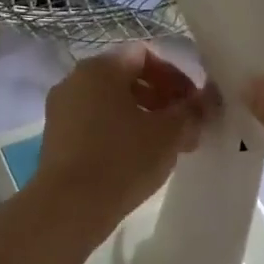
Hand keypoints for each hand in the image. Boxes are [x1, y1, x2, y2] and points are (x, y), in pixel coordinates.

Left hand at [31, 44, 209, 238]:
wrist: (68, 208)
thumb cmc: (123, 160)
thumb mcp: (169, 133)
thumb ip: (192, 110)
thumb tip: (207, 99)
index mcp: (100, 68)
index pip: (145, 54)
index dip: (175, 75)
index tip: (193, 103)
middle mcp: (75, 80)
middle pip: (127, 77)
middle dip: (161, 98)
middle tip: (184, 126)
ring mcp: (61, 109)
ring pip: (111, 102)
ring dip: (143, 116)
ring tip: (166, 146)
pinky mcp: (56, 138)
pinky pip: (95, 122)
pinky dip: (120, 131)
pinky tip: (138, 159)